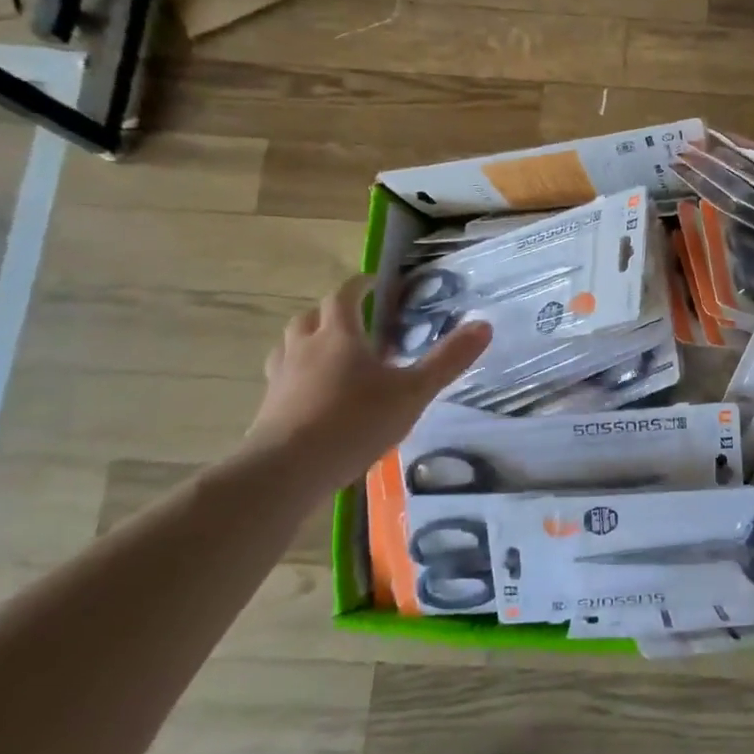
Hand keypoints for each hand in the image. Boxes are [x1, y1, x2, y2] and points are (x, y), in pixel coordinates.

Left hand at [245, 274, 491, 485]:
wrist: (287, 470)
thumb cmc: (355, 422)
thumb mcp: (413, 392)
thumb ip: (447, 360)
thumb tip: (484, 325)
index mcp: (339, 336)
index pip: (345, 296)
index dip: (359, 286)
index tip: (373, 283)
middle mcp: (305, 347)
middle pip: (311, 316)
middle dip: (332, 312)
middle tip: (355, 321)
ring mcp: (281, 377)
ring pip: (290, 344)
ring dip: (309, 340)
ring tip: (330, 354)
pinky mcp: (268, 407)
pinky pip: (282, 377)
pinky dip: (298, 374)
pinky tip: (313, 394)